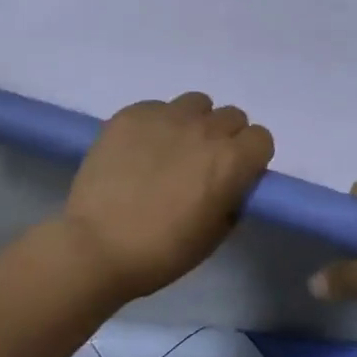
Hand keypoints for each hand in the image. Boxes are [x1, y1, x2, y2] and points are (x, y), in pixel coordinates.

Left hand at [58, 92, 273, 300]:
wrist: (94, 247)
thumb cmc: (160, 252)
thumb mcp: (214, 235)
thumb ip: (232, 199)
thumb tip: (233, 183)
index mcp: (231, 160)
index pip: (261, 138)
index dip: (250, 157)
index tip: (235, 174)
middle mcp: (205, 129)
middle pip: (232, 116)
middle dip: (224, 138)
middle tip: (201, 164)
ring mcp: (167, 115)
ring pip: (196, 104)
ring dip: (193, 123)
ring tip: (171, 149)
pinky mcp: (133, 113)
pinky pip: (158, 108)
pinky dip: (157, 125)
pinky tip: (138, 151)